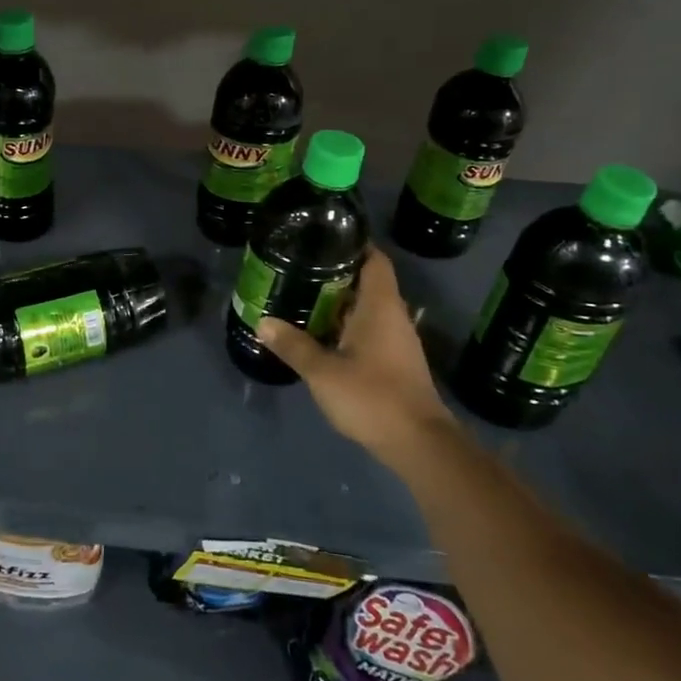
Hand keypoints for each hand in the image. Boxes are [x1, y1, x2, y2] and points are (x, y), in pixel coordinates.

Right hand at [257, 247, 449, 461]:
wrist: (418, 444)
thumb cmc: (372, 397)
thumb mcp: (323, 372)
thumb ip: (293, 345)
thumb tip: (262, 322)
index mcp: (380, 306)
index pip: (374, 259)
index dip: (354, 243)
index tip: (323, 236)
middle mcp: (393, 316)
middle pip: (367, 281)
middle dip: (336, 273)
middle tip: (299, 266)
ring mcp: (396, 340)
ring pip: (366, 308)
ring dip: (339, 301)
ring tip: (302, 295)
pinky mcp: (394, 361)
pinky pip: (368, 329)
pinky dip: (346, 324)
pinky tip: (320, 332)